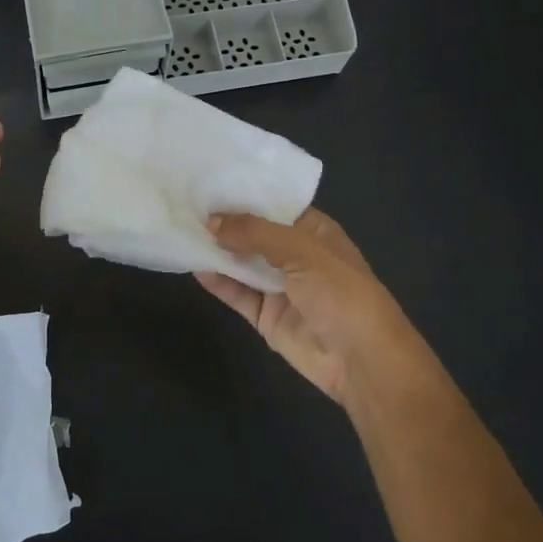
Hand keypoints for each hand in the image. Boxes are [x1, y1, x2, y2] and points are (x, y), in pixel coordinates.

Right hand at [197, 208, 436, 419]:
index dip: (245, 194)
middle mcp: (295, 255)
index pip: (274, 205)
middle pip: (254, 234)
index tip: (208, 181)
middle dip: (225, 221)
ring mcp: (279, 287)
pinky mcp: (266, 316)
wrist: (362, 360)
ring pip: (242, 263)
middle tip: (184, 203)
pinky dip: (217, 282)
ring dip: (216, 250)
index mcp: (314, 232)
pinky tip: (193, 265)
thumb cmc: (342, 294)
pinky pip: (237, 294)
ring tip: (181, 230)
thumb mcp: (303, 251)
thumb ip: (256, 234)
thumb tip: (211, 221)